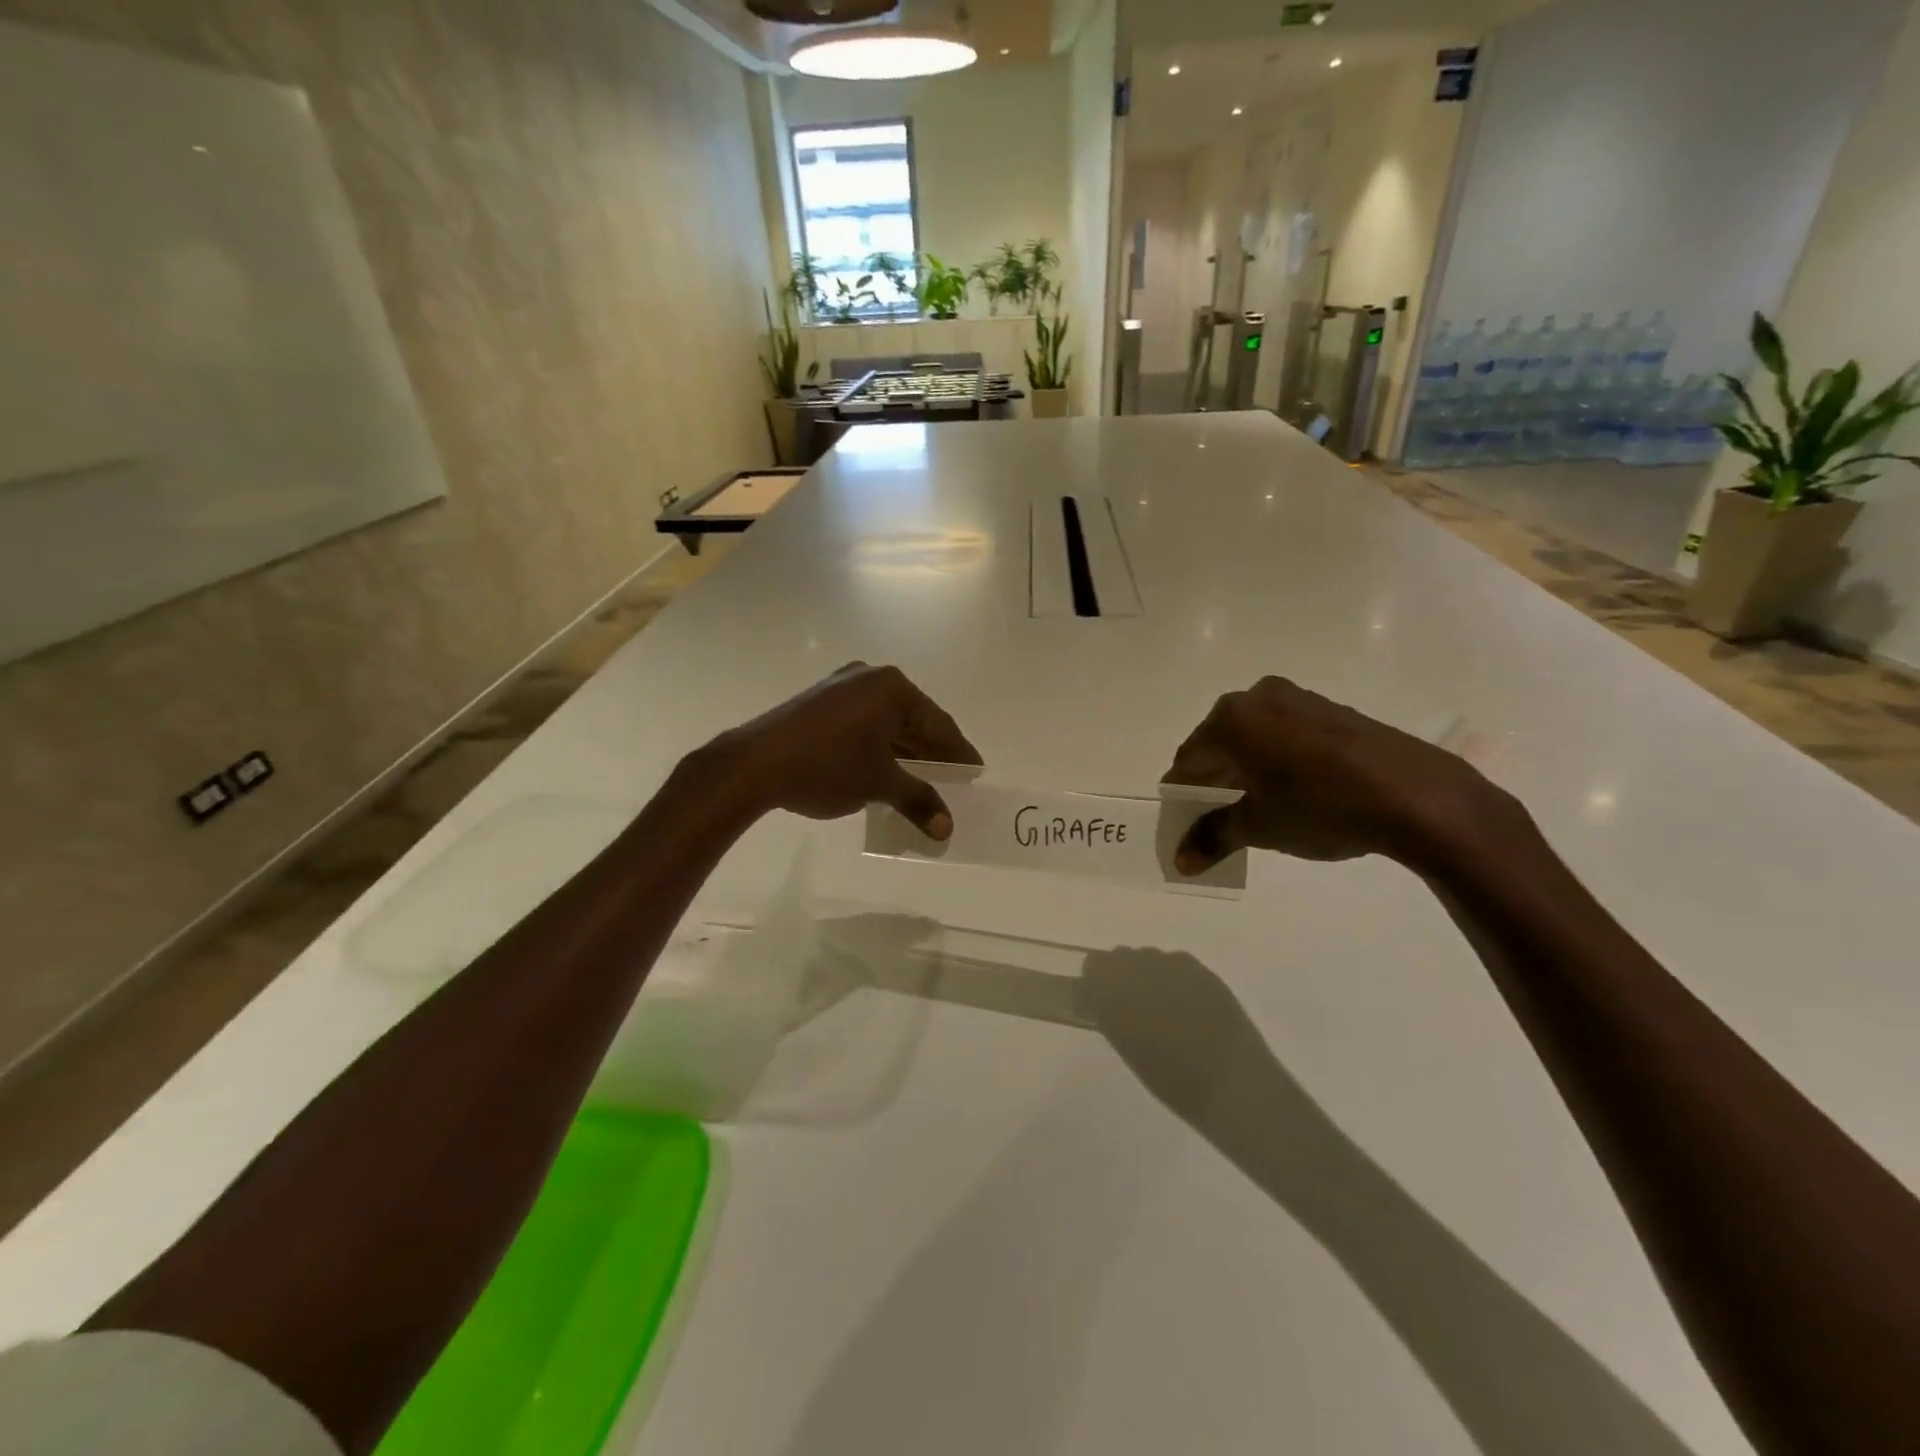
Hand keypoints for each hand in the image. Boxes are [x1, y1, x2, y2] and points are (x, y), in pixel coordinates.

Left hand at [716, 663, 981, 838]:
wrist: (754, 764)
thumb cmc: (827, 767)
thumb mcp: (879, 784)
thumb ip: (918, 800)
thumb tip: (946, 828)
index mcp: (892, 688)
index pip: (938, 723)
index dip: (958, 752)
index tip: (975, 771)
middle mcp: (870, 678)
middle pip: (913, 719)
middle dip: (932, 752)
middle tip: (954, 779)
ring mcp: (841, 686)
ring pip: (887, 721)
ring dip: (905, 750)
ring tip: (924, 779)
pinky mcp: (819, 701)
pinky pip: (863, 722)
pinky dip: (880, 745)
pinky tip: (887, 768)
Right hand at [1164, 676, 1511, 873]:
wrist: (1416, 795)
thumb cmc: (1321, 807)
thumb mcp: (1259, 827)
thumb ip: (1213, 837)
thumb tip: (1181, 860)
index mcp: (1229, 720)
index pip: (1188, 760)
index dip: (1183, 794)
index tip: (1185, 822)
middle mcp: (1257, 698)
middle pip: (1218, 744)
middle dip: (1213, 781)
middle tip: (1216, 819)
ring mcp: (1297, 698)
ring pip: (1252, 737)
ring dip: (1244, 769)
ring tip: (1254, 808)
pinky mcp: (1330, 709)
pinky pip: (1284, 733)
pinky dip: (1275, 759)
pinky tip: (1290, 790)